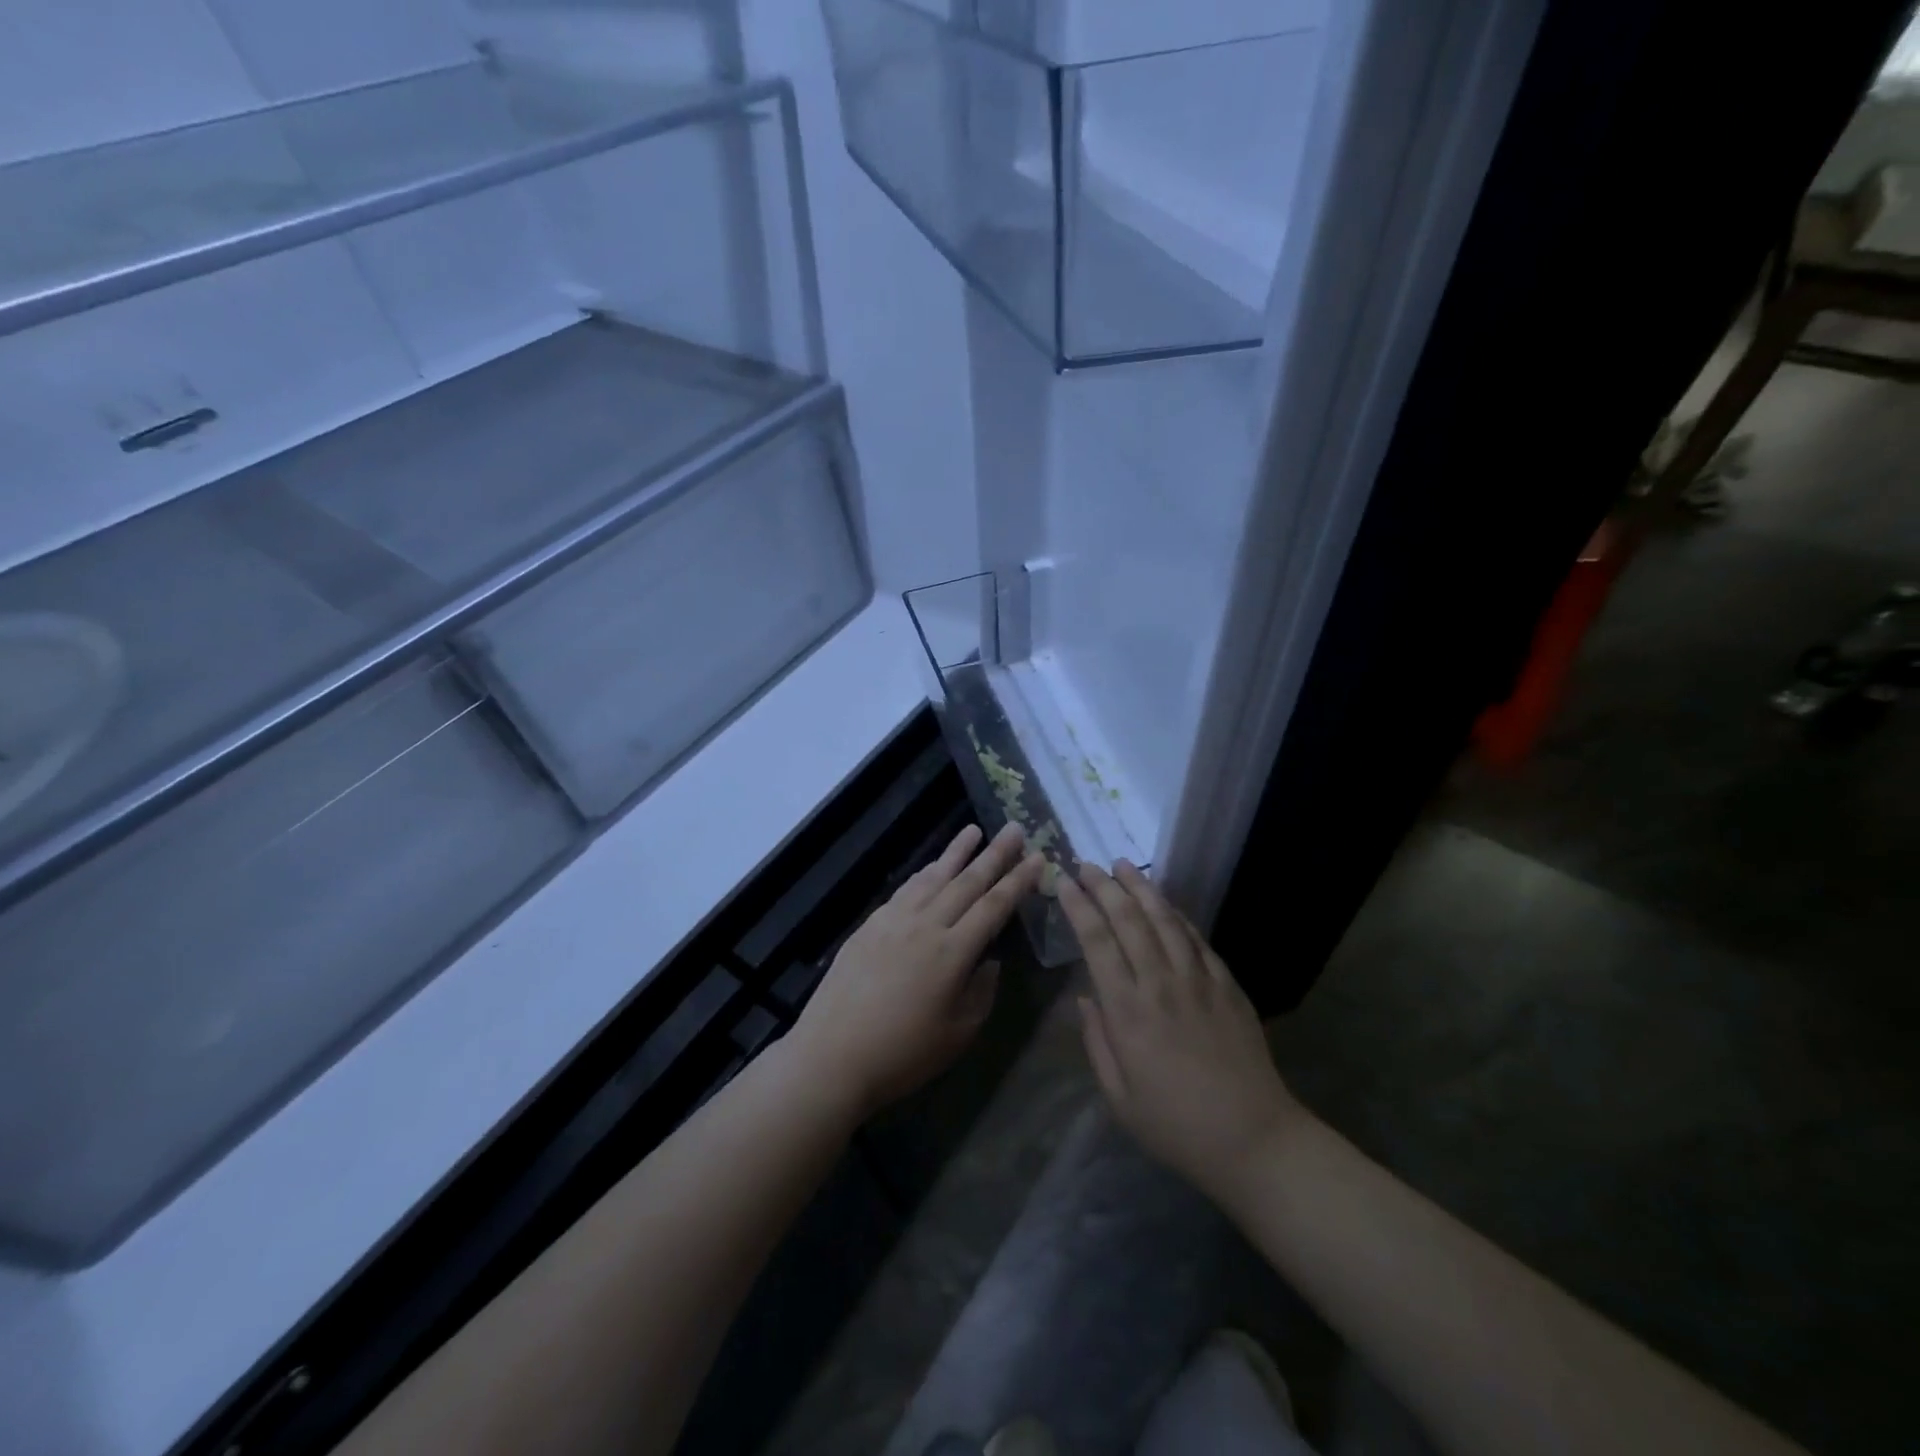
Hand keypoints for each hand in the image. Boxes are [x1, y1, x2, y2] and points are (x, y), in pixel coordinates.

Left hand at [787, 823, 1044, 1119]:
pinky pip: (906, 889)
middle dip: (995, 854)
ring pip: (933, 877)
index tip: (1038, 857)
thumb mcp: (958, 1033)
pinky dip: (924, 873)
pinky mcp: (870, 925)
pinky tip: (931, 867)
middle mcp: (926, 925)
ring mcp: (894, 920)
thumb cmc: (902, 1054)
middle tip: (1014, 828)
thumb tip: (989, 960)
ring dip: (956, 852)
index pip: (994, 906)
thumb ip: (981, 991)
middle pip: (967, 881)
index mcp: (953, 952)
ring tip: (974, 831)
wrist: (832, 1054)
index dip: (1018, 880)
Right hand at [1058, 862, 1303, 1204]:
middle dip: (1105, 886)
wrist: (1253, 1140)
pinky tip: (1166, 905)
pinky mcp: (1227, 987)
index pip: (1098, 942)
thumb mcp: (1118, 1097)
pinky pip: (1198, 940)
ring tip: (1124, 865)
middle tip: (1088, 863)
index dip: (1079, 907)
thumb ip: (1097, 1041)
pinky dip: (1178, 916)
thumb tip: (1085, 998)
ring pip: (1165, 920)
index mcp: (1128, 1011)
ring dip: (1142, 889)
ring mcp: (1199, 981)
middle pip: (1129, 920)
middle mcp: (1161, 984)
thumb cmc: (1175, 1126)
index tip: (1065, 882)